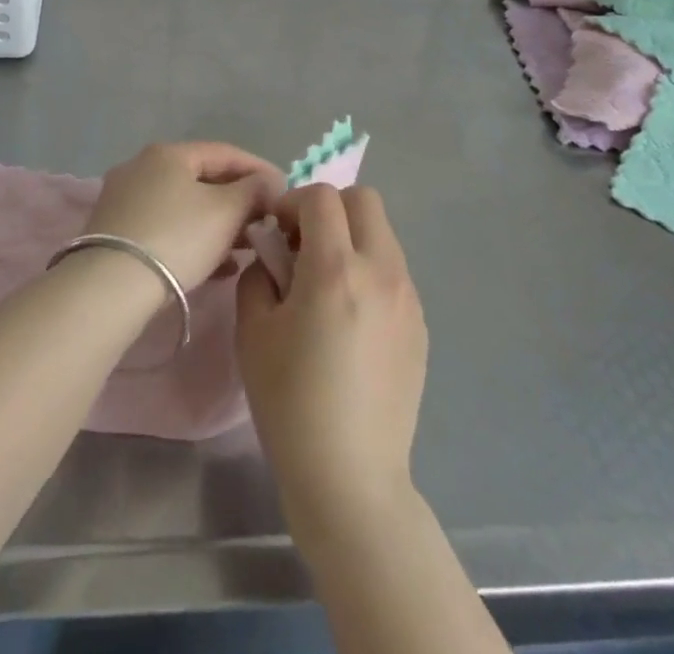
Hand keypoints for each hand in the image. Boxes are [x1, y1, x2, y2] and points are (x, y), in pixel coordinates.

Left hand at [84, 142, 284, 292]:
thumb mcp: (226, 211)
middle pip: (202, 178)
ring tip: (244, 248)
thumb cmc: (177, 237)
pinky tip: (215, 265)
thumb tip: (267, 182)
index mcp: (169, 153)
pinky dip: (193, 238)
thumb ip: (254, 191)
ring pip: (184, 205)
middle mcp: (142, 166)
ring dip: (217, 223)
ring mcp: (125, 198)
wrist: (111, 286)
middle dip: (238, 200)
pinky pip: (165, 226)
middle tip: (264, 222)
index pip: (225, 152)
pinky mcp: (115, 231)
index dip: (259, 169)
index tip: (284, 190)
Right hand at [236, 185, 428, 529]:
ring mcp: (407, 297)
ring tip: (328, 284)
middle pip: (363, 200)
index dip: (293, 202)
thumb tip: (274, 254)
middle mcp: (380, 271)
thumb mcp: (253, 331)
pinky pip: (394, 271)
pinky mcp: (420, 324)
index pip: (321, 196)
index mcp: (335, 269)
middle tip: (305, 246)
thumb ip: (260, 274)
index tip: (277, 231)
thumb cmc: (290, 402)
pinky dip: (370, 270)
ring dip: (352, 238)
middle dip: (329, 208)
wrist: (350, 476)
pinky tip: (351, 319)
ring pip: (382, 234)